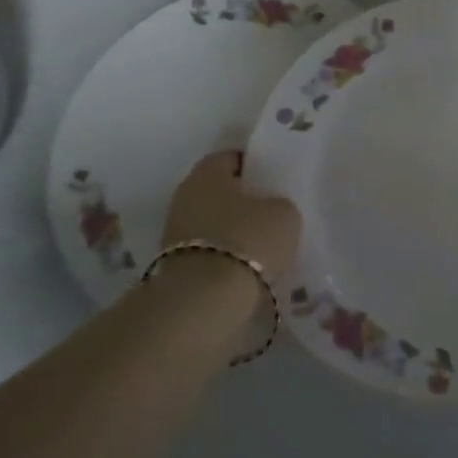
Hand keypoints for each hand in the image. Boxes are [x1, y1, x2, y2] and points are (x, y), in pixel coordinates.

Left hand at [161, 151, 302, 284]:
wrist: (204, 300)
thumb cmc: (247, 240)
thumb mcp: (284, 214)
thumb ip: (279, 203)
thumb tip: (271, 208)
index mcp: (208, 171)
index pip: (232, 157)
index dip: (255, 166)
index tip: (274, 181)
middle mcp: (185, 194)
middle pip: (219, 191)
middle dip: (243, 201)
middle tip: (271, 212)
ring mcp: (174, 231)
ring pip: (212, 222)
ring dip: (233, 230)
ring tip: (262, 245)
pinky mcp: (173, 263)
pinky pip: (207, 250)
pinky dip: (224, 255)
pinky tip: (246, 266)